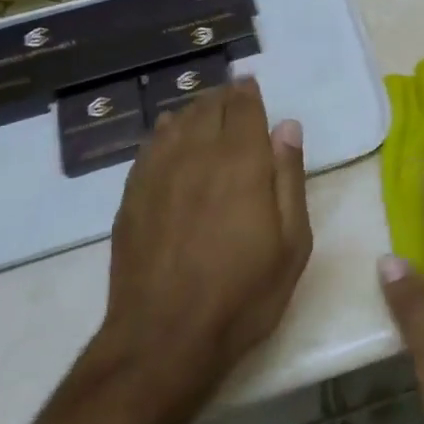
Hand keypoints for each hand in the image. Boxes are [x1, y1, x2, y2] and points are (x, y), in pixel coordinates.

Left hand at [94, 78, 310, 404]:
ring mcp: (158, 175)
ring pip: (175, 122)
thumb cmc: (243, 293)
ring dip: (192, 110)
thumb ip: (289, 178)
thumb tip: (287, 127)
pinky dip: (163, 132)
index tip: (250, 85)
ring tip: (203, 110)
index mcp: (241, 162)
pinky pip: (149, 147)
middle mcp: (197, 156)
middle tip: (232, 96)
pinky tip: (167, 135)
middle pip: (207, 108)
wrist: (164, 338)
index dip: (247, 92)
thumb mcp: (292, 243)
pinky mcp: (132, 197)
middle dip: (221, 97)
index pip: (242, 108)